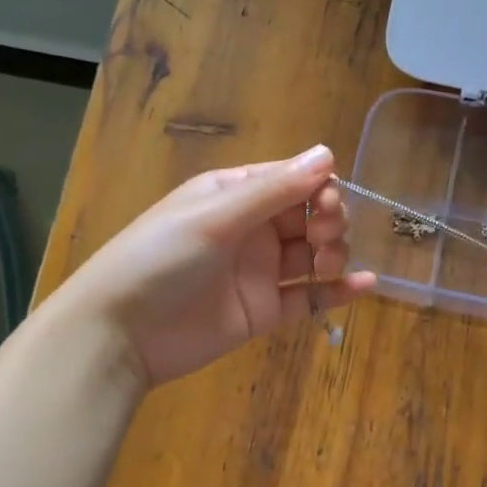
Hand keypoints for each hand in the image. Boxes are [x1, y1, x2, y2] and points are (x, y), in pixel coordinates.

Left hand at [49, 145, 374, 387]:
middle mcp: (251, 229)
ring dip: (333, 254)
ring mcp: (259, 272)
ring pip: (313, 255)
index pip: (292, 180)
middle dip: (328, 221)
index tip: (327, 206)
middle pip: (309, 216)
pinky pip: (309, 297)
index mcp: (234, 195)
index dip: (318, 189)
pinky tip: (366, 285)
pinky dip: (337, 292)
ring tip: (326, 265)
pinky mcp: (264, 311)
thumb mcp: (214, 217)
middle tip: (324, 237)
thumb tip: (328, 153)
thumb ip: (273, 189)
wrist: (120, 333)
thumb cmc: (160, 259)